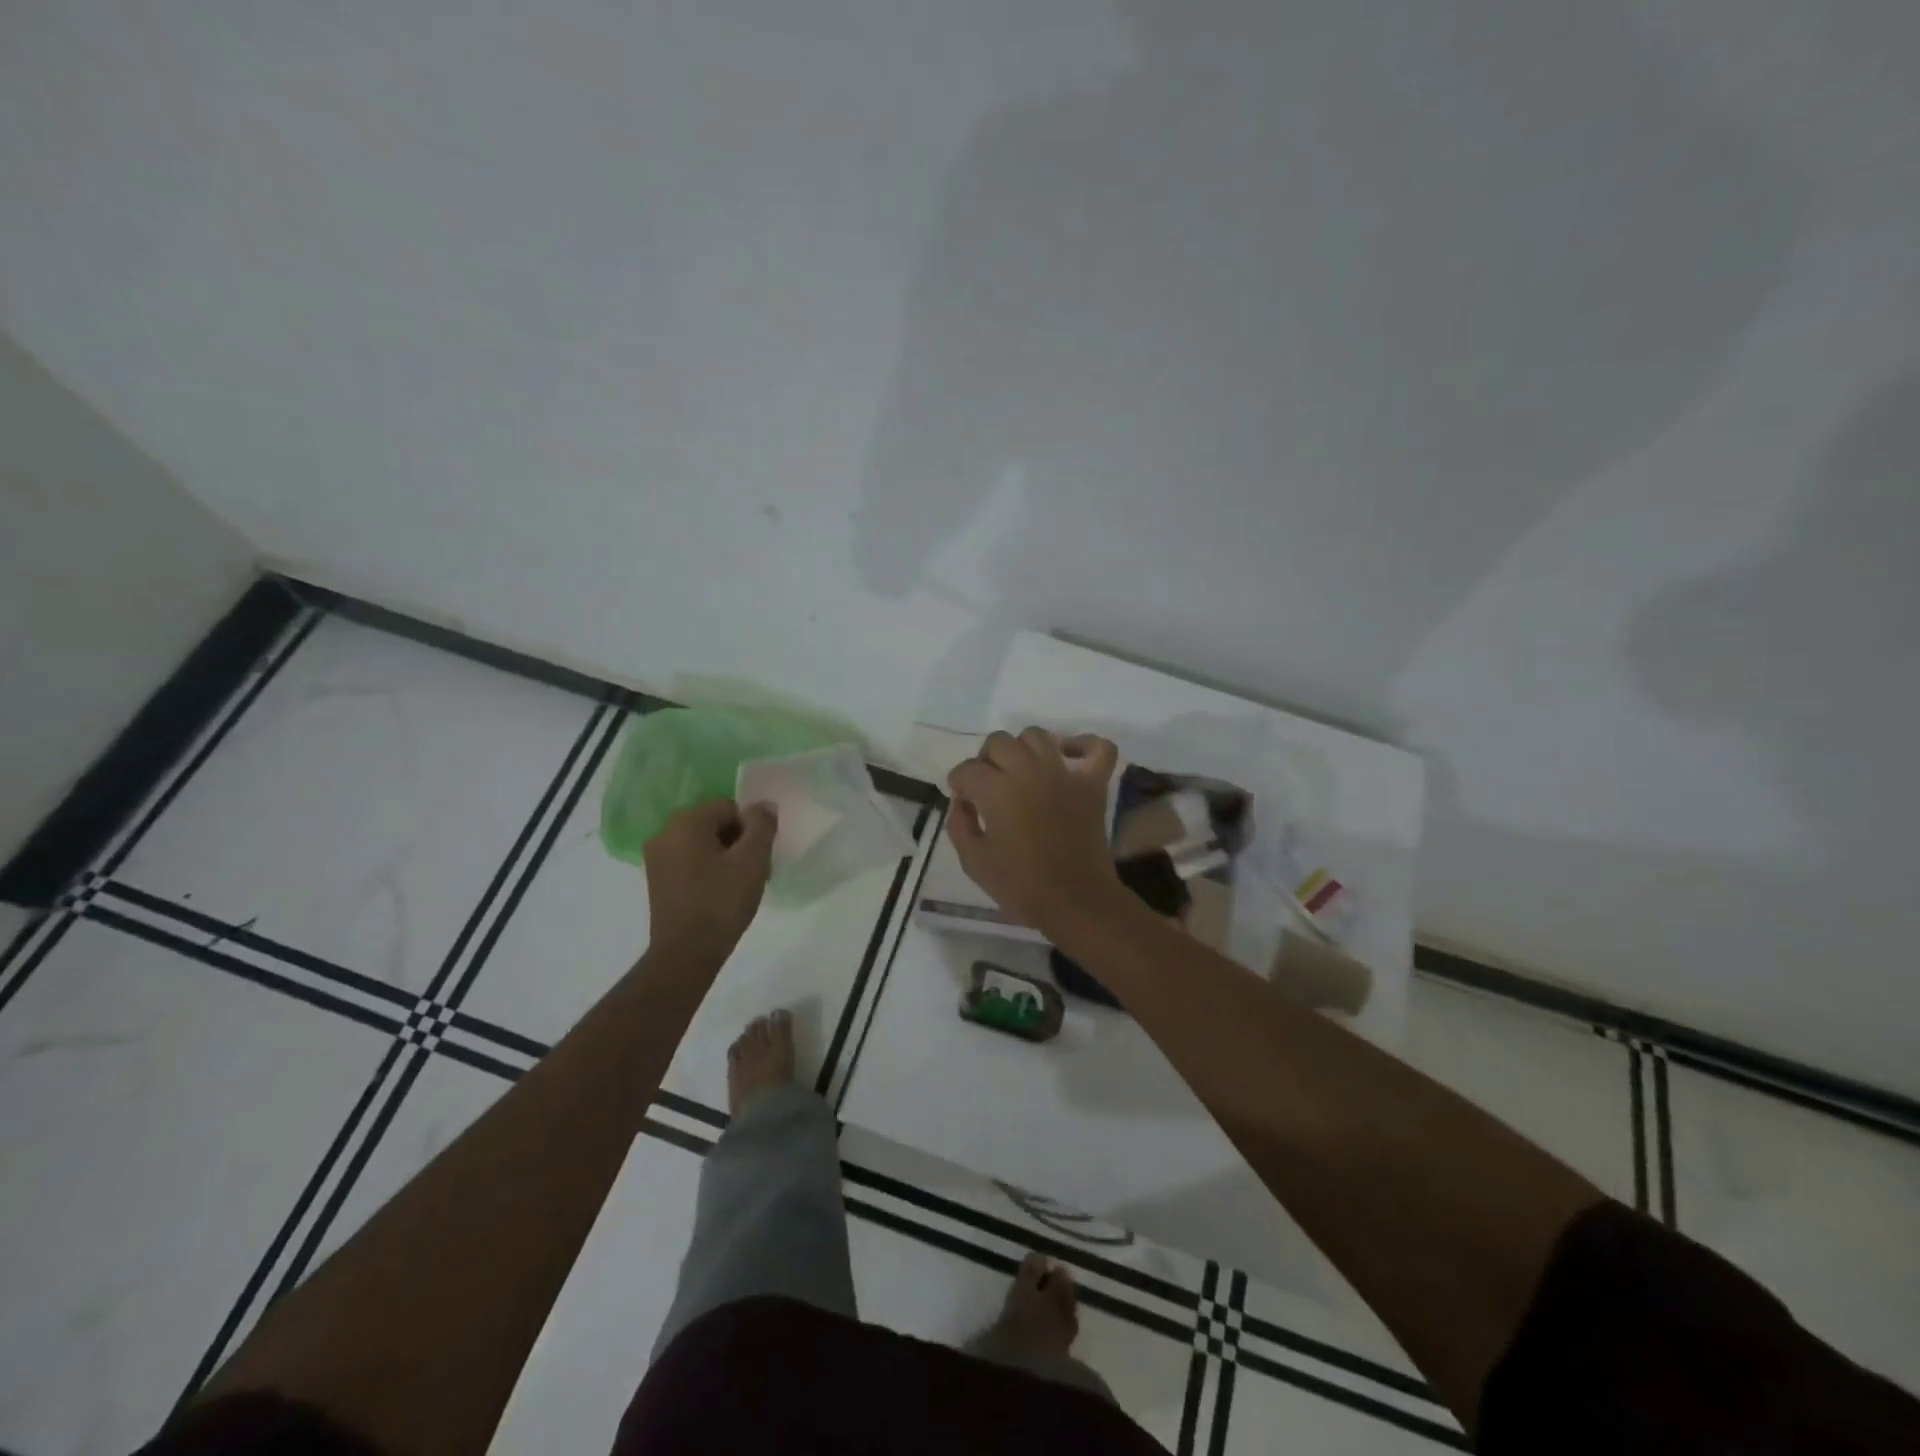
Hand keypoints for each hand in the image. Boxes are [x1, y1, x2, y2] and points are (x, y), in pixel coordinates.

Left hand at [643, 799, 777, 962]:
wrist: (686, 954)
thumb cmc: (721, 902)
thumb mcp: (752, 860)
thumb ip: (762, 825)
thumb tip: (763, 805)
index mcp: (685, 822)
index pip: (729, 807)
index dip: (750, 829)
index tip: (757, 857)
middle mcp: (664, 833)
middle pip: (714, 823)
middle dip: (737, 841)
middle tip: (751, 871)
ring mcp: (657, 858)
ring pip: (702, 843)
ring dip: (724, 857)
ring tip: (737, 886)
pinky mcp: (657, 880)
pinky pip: (690, 861)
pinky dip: (707, 870)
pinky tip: (719, 894)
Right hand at [947, 728, 1125, 935]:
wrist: (1075, 901)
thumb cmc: (1020, 885)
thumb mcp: (974, 861)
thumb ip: (959, 824)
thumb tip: (962, 801)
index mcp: (997, 789)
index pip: (967, 770)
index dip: (959, 784)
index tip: (964, 802)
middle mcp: (1029, 771)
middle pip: (998, 742)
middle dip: (986, 761)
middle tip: (989, 787)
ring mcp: (1064, 773)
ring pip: (1037, 736)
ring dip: (1022, 749)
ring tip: (1020, 772)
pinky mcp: (1092, 783)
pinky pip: (1097, 748)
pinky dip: (1084, 745)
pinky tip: (1068, 756)